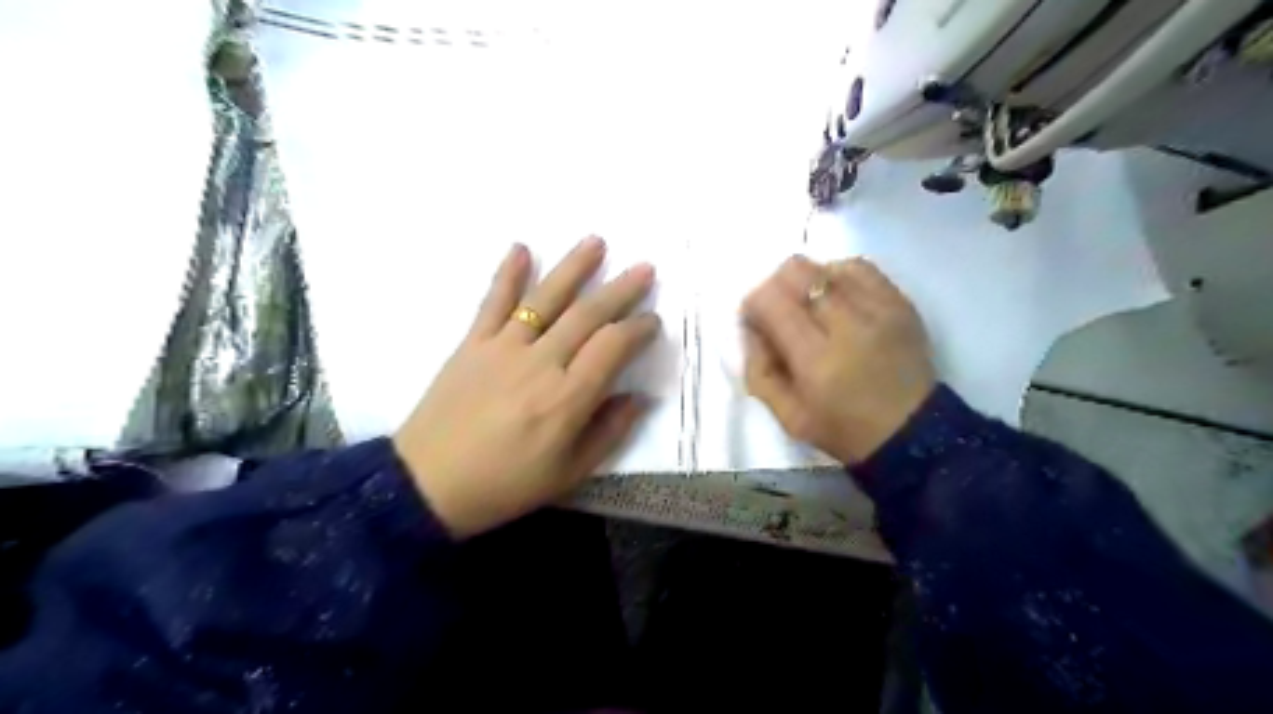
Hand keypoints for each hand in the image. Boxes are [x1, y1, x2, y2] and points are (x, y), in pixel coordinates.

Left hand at [395, 238, 656, 538]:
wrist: (428, 485)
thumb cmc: (505, 484)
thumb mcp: (569, 473)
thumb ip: (609, 432)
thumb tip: (638, 397)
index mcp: (567, 398)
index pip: (612, 347)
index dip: (638, 329)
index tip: (653, 320)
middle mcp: (540, 363)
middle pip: (587, 315)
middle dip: (620, 290)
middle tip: (644, 268)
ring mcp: (503, 348)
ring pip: (545, 298)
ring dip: (573, 267)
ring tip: (596, 241)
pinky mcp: (472, 344)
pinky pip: (493, 302)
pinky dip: (507, 273)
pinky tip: (521, 248)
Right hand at [747, 256, 931, 462]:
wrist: (913, 434)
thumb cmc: (843, 430)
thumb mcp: (786, 416)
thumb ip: (758, 369)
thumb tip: (750, 327)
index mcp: (816, 361)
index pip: (771, 301)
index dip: (753, 304)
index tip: (755, 322)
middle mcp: (848, 326)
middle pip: (797, 271)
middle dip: (776, 286)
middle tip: (780, 312)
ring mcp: (879, 309)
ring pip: (827, 265)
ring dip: (808, 281)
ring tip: (811, 308)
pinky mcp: (900, 303)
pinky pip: (861, 268)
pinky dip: (839, 275)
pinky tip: (837, 298)